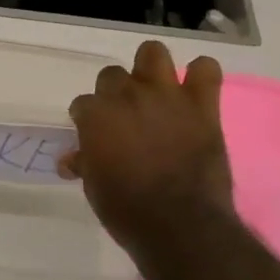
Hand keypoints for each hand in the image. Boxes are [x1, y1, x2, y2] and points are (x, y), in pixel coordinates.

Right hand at [61, 41, 235, 254]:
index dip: (88, 120)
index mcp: (96, 115)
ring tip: (156, 90)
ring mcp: (166, 96)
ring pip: (153, 53)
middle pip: (112, 74)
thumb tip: (72, 160)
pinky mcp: (202, 106)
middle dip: (115, 93)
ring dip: (151, 68)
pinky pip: (206, 70)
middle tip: (125, 117)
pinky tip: (196, 91)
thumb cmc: (127, 210)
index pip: (83, 104)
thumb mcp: (94, 188)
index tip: (95, 136)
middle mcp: (127, 96)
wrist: (180, 226)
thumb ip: (85, 163)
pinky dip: (201, 76)